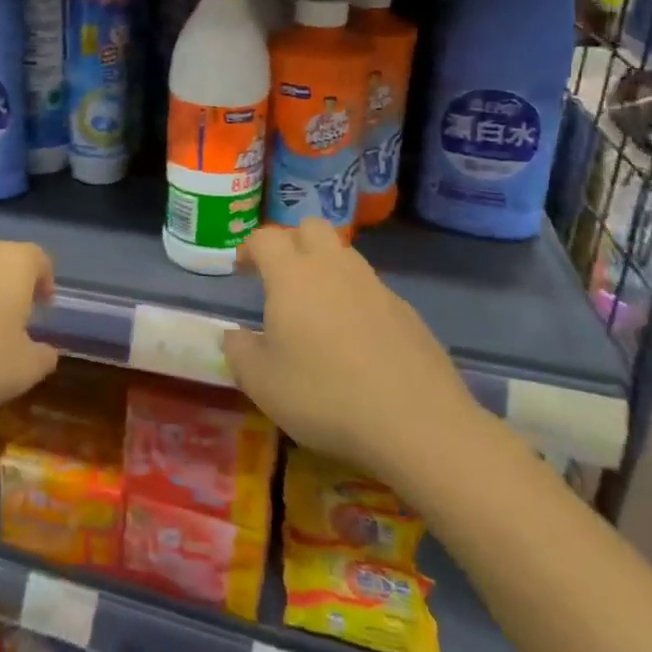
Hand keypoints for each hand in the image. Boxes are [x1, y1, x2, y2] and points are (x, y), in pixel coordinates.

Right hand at [224, 220, 486, 482]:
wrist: (417, 424)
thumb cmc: (324, 395)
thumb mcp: (261, 382)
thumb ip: (239, 351)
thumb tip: (235, 335)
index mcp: (292, 275)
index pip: (266, 238)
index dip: (249, 248)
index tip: (241, 270)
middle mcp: (334, 268)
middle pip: (311, 228)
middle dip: (292, 242)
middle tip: (280, 278)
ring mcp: (376, 288)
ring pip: (345, 256)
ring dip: (325, 269)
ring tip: (316, 311)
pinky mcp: (407, 312)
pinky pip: (371, 290)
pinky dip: (355, 301)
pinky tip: (355, 342)